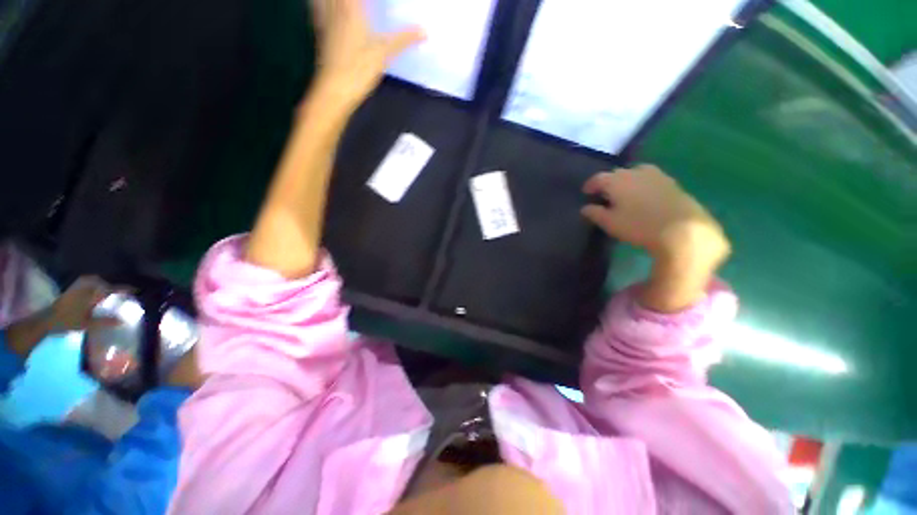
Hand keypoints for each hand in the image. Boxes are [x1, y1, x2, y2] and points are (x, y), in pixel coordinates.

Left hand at [6, 276, 119, 358]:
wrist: (46, 320)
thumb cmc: (67, 321)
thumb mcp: (86, 324)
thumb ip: (104, 321)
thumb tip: (123, 321)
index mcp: (91, 292)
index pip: (111, 288)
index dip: (124, 289)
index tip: (136, 291)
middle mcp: (85, 286)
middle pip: (102, 282)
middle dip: (112, 285)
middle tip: (122, 291)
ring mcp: (77, 287)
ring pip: (94, 281)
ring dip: (102, 285)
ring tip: (109, 291)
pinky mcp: (72, 290)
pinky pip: (87, 284)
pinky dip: (93, 286)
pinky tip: (95, 293)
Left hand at [310, 0, 424, 110]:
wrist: (334, 89)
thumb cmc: (359, 70)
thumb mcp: (384, 54)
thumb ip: (403, 39)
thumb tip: (425, 31)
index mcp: (352, 7)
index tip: (380, 2)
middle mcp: (335, 6)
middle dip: (358, 0)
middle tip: (367, 4)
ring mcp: (324, 17)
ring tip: (351, 5)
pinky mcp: (319, 29)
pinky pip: (317, 6)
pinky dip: (321, 2)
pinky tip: (329, 5)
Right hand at [581, 165, 728, 264]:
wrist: (682, 229)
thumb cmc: (638, 226)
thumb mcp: (610, 223)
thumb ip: (595, 213)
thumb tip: (585, 208)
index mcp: (617, 180)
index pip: (598, 178)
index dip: (590, 185)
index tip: (586, 193)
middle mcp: (635, 172)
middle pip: (616, 174)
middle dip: (607, 183)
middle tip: (604, 195)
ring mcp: (656, 174)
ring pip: (634, 174)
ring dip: (626, 182)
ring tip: (624, 194)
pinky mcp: (671, 182)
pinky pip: (649, 179)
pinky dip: (641, 184)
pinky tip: (643, 196)